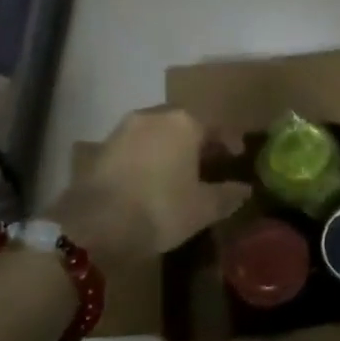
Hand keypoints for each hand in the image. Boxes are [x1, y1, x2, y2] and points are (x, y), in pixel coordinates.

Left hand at [47, 106, 249, 268]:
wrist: (93, 224)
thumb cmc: (160, 208)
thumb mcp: (203, 208)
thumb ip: (228, 195)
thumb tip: (245, 189)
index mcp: (184, 122)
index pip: (216, 125)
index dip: (230, 141)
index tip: (238, 156)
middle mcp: (154, 116)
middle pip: (185, 124)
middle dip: (199, 142)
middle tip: (210, 163)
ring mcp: (124, 129)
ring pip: (158, 133)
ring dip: (172, 148)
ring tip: (181, 172)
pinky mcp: (101, 148)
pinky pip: (136, 147)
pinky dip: (149, 158)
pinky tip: (152, 180)